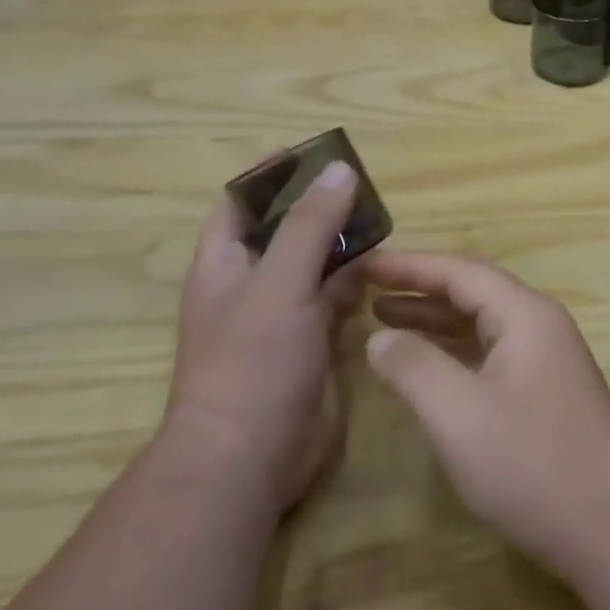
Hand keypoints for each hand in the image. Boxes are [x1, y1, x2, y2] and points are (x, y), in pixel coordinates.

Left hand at [167, 161, 361, 510]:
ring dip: (342, 242)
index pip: (240, 203)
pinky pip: (335, 298)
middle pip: (285, 230)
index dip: (269, 176)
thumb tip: (339, 170)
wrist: (250, 456)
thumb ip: (310, 226)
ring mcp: (283, 315)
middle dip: (317, 206)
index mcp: (225, 264)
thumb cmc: (251, 360)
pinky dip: (356, 280)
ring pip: (315, 264)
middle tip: (361, 185)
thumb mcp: (279, 283)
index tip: (310, 153)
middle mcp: (252, 284)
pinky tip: (383, 267)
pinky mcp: (312, 342)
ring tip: (381, 217)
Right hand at [362, 250, 609, 575]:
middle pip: (472, 291)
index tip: (362, 263)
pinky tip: (424, 364)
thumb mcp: (459, 415)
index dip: (408, 265)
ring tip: (381, 317)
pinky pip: (489, 353)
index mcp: (524, 314)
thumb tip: (379, 337)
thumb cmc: (533, 465)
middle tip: (364, 287)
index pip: (459, 270)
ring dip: (433, 319)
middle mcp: (538, 325)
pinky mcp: (544, 392)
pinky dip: (453, 351)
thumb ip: (414, 367)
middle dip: (418, 287)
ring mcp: (545, 359)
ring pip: (480, 324)